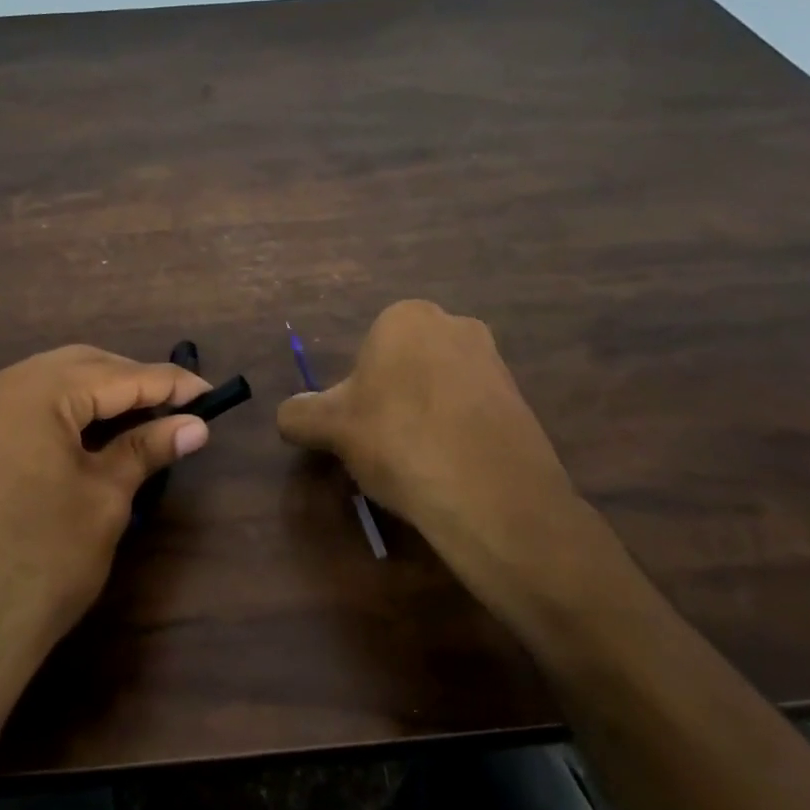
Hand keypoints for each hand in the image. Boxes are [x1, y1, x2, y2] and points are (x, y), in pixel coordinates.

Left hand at [0, 346, 209, 734]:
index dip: (168, 383)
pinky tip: (93, 430)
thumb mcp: (105, 500)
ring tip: (143, 416)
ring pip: (49, 381)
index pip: (115, 375)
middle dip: (130, 381)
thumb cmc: (42, 564)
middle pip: (78, 366)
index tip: (209, 392)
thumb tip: (195, 426)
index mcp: (30, 394)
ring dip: (97, 392)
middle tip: (177, 406)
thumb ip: (147, 449)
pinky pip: (23, 404)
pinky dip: (64, 410)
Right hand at [277, 300, 606, 613]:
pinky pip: (471, 412)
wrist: (491, 492)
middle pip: (404, 367)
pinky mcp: (520, 399)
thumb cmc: (398, 440)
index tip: (359, 430)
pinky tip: (452, 469)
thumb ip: (299, 414)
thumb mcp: (330, 428)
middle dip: (392, 401)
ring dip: (424, 418)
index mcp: (405, 317)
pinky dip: (457, 434)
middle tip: (384, 447)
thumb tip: (289, 415)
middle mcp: (453, 324)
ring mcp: (493, 361)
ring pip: (439, 389)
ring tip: (419, 464)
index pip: (366, 353)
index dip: (357, 394)